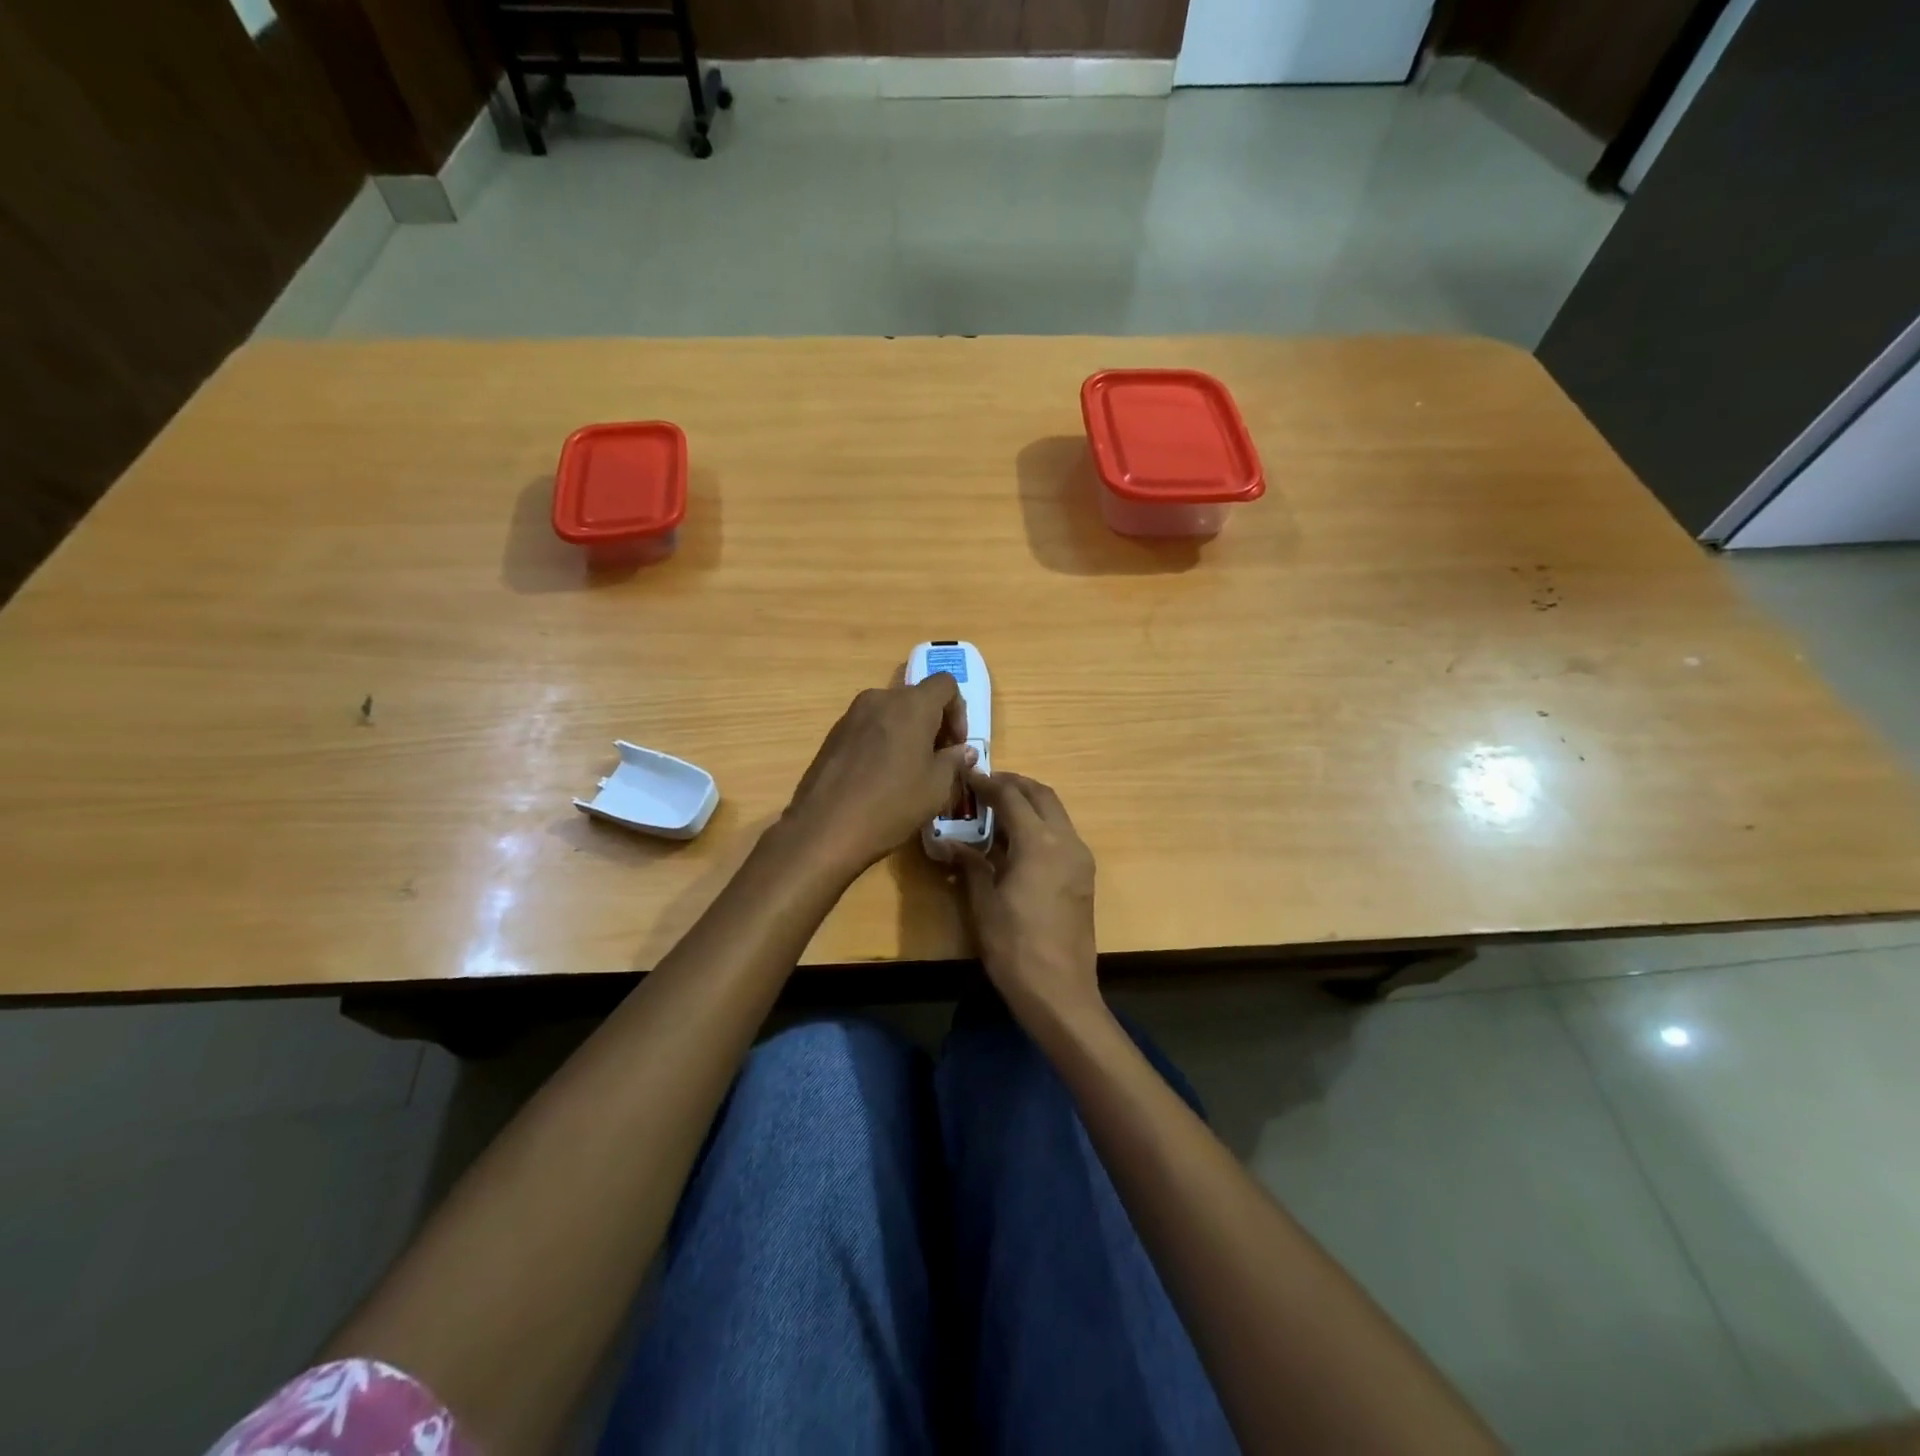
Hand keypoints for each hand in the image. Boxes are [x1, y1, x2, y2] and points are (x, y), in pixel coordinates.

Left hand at [783, 675, 975, 876]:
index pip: (946, 684)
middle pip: (917, 698)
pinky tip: (881, 778)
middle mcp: (880, 699)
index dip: (959, 711)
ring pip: (891, 713)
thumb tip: (963, 751)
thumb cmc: (892, 804)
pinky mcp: (834, 734)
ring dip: (908, 733)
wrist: (825, 828)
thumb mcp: (937, 787)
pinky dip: (883, 742)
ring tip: (910, 771)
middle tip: (938, 760)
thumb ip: (954, 761)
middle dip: (934, 724)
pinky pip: (869, 728)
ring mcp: (852, 715)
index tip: (957, 745)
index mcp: (912, 705)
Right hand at [952, 771, 1098, 1023]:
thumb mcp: (984, 903)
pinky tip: (1017, 841)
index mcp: (1039, 843)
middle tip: (986, 786)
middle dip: (1014, 784)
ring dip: (1030, 803)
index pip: (1011, 796)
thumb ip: (971, 864)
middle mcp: (1066, 841)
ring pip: (1056, 813)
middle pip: (1042, 795)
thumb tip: (949, 842)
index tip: (967, 777)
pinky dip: (1041, 824)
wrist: (1060, 991)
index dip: (987, 783)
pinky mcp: (1084, 876)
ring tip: (999, 810)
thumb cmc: (1015, 947)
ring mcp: (1080, 858)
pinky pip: (1062, 834)